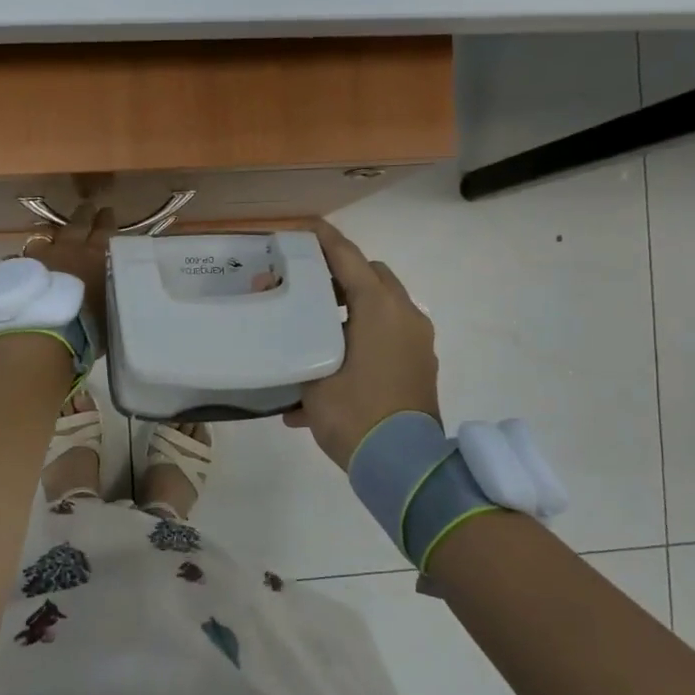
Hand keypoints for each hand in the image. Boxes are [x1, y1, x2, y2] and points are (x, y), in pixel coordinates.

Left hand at [24, 204, 115, 335]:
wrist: (46, 330)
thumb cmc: (88, 325)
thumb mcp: (110, 308)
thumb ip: (108, 293)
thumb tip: (108, 287)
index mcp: (96, 257)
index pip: (105, 231)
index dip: (106, 220)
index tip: (107, 210)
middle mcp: (69, 250)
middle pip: (76, 225)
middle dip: (83, 215)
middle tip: (87, 207)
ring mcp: (40, 257)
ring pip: (46, 237)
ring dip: (51, 236)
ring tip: (52, 236)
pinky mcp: (18, 270)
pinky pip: (20, 259)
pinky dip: (23, 261)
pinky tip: (19, 264)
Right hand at [284, 221, 440, 469]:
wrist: (403, 466)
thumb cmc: (354, 414)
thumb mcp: (312, 377)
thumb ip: (292, 337)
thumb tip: (274, 311)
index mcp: (379, 308)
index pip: (348, 256)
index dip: (322, 238)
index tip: (301, 227)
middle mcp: (405, 316)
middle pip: (372, 276)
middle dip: (341, 276)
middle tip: (307, 288)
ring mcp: (417, 342)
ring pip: (383, 308)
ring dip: (352, 310)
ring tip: (315, 332)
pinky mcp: (420, 366)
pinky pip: (389, 338)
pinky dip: (363, 340)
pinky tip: (331, 373)